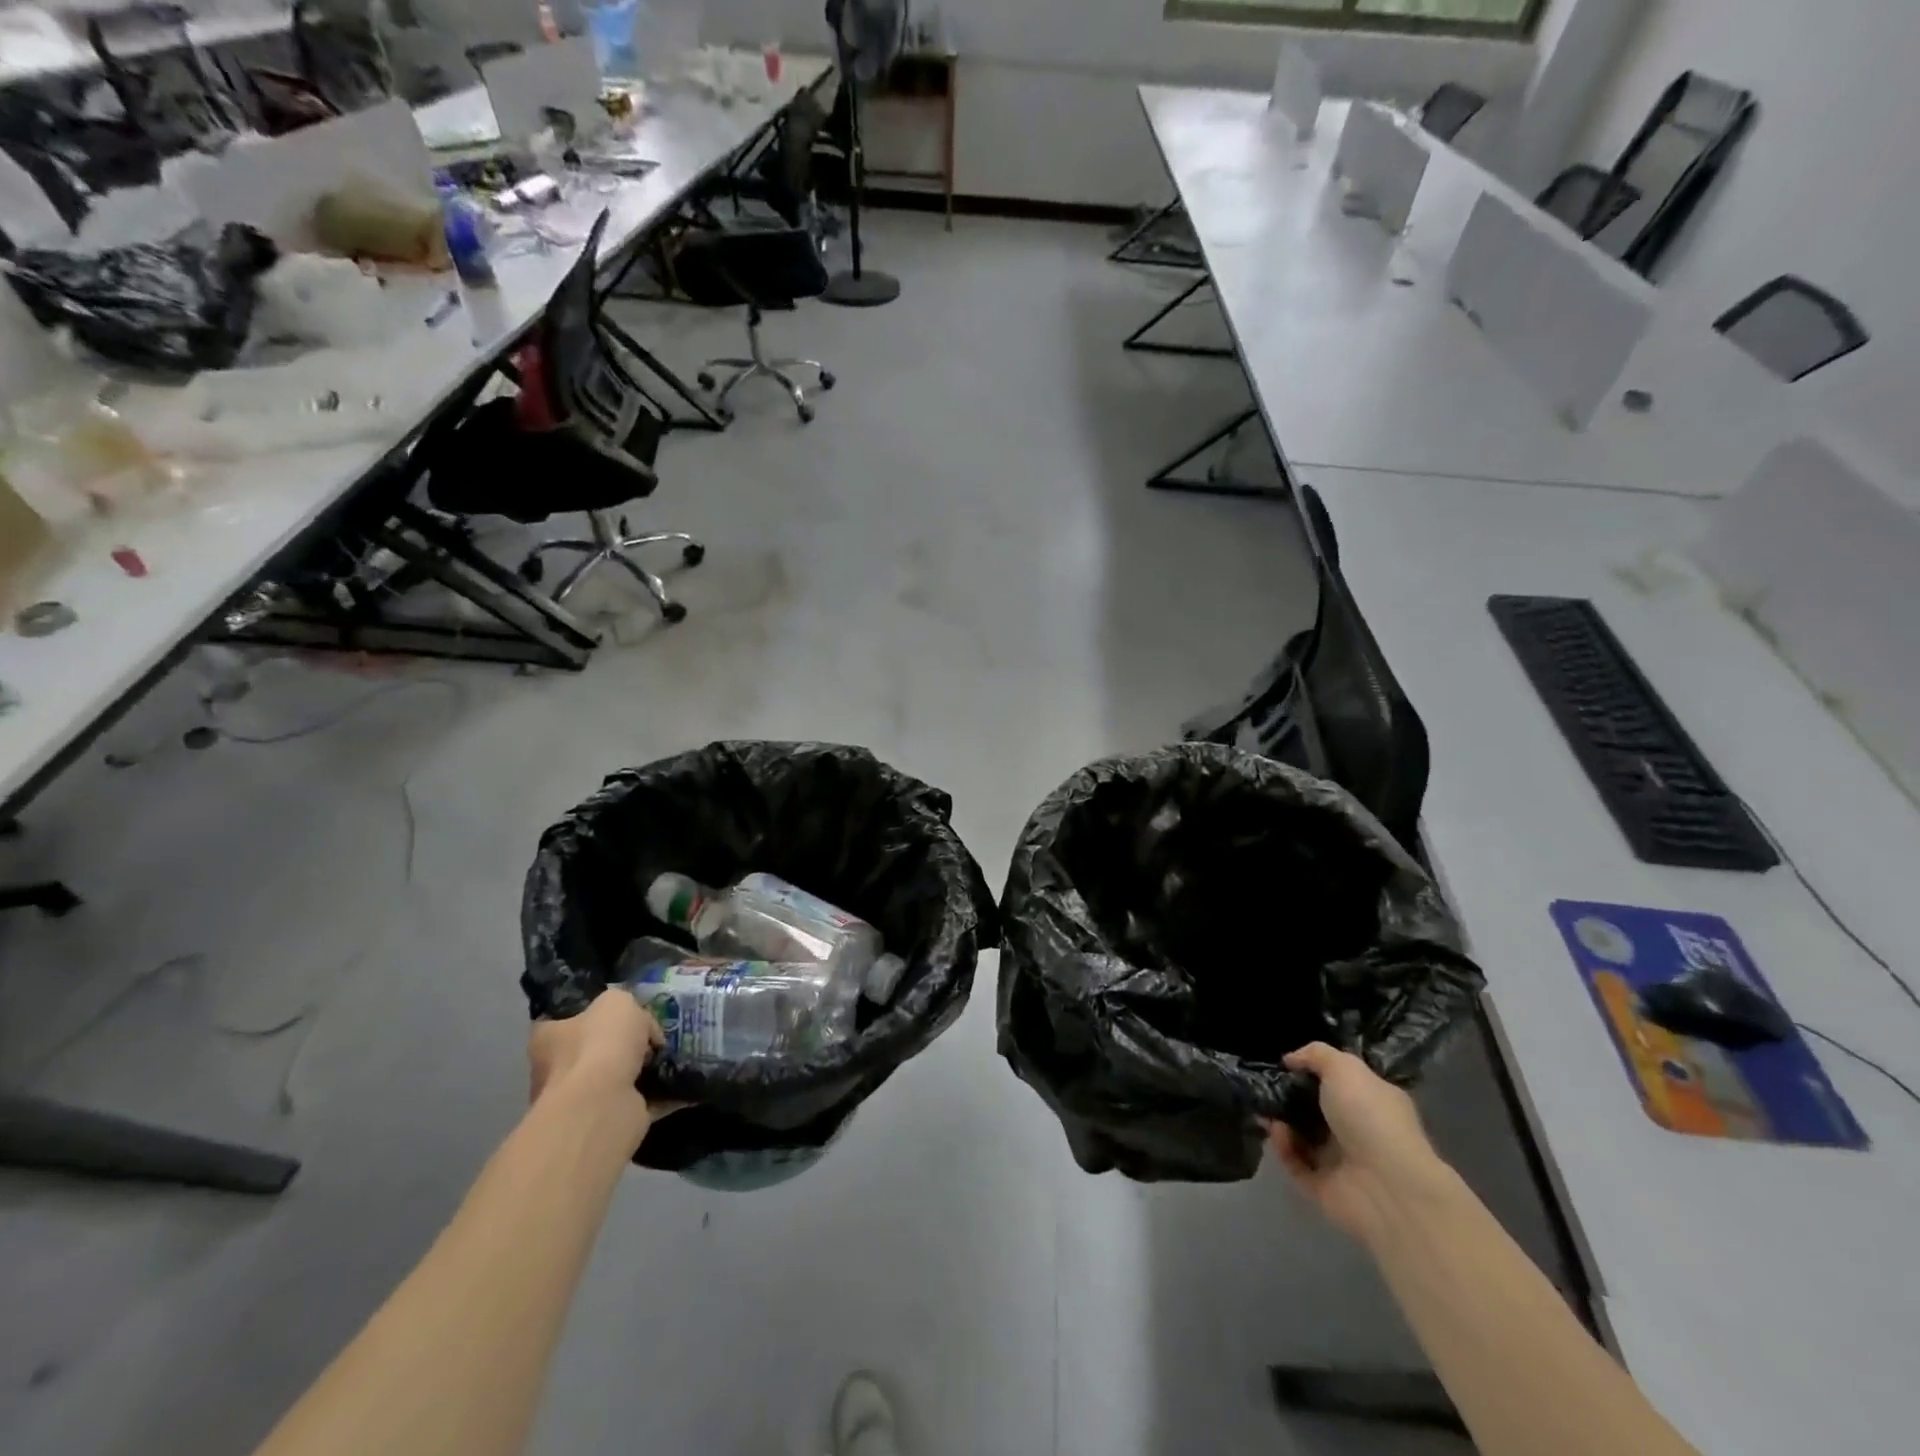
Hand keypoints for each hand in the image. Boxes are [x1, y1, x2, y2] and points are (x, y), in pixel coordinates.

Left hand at [529, 989, 675, 1143]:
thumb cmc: (600, 1044)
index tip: (621, 1011)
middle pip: (593, 1050)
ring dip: (641, 1069)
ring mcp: (580, 1100)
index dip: (591, 1012)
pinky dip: (657, 1093)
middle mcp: (555, 1071)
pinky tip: (678, 1080)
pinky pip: (637, 1101)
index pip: (563, 1020)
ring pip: (615, 1077)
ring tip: (671, 1055)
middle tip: (653, 1035)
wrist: (603, 1104)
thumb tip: (639, 1025)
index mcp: (548, 1038)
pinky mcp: (605, 1121)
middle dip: (622, 1044)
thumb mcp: (618, 1002)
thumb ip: (625, 1005)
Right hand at [1264, 1042, 1452, 1244]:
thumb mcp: (1344, 1067)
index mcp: (1372, 1100)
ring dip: (1280, 1122)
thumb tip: (1291, 1059)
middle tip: (1265, 1087)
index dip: (1312, 1071)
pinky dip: (1283, 1148)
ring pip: (1301, 1137)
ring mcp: (1342, 1161)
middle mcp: (1358, 1129)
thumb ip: (1316, 1054)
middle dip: (1288, 1097)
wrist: (1387, 1186)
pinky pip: (1295, 1163)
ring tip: (1264, 1110)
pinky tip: (1276, 1133)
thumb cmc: (1370, 1116)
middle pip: (1316, 1109)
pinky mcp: (1324, 1187)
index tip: (1285, 1065)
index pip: (1340, 1082)